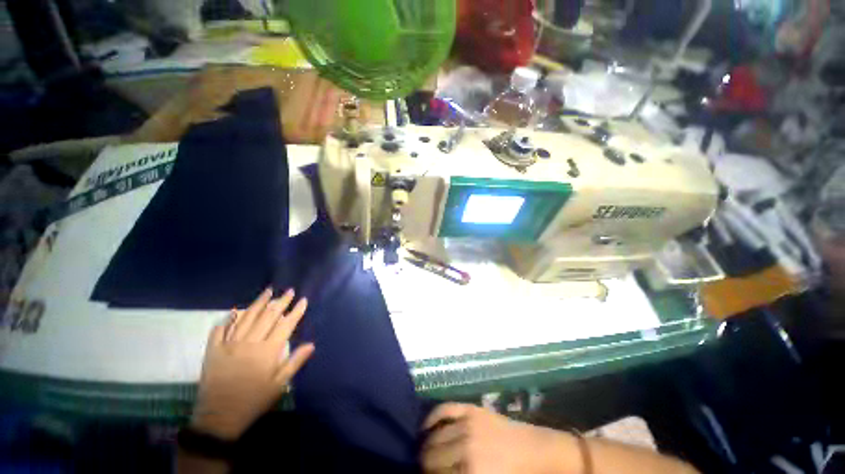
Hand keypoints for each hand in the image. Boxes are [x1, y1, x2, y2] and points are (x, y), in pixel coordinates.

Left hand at [191, 288, 314, 440]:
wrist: (218, 418)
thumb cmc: (253, 401)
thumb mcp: (279, 385)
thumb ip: (295, 362)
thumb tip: (312, 344)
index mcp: (267, 351)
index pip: (285, 325)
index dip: (295, 311)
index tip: (303, 300)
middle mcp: (249, 343)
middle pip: (268, 317)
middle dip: (280, 302)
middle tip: (289, 291)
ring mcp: (229, 345)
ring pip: (246, 318)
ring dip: (258, 303)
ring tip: (268, 291)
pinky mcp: (213, 351)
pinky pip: (220, 330)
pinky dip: (228, 318)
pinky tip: (235, 311)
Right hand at [421, 403, 580, 473]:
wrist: (537, 452)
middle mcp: (466, 448)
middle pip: (431, 457)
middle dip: (424, 464)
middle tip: (424, 468)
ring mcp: (468, 424)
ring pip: (435, 436)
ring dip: (426, 445)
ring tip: (424, 451)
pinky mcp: (471, 409)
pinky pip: (445, 409)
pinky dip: (432, 416)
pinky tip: (425, 426)